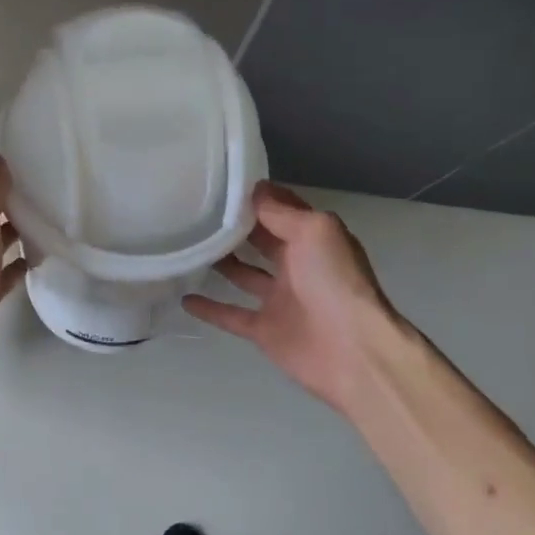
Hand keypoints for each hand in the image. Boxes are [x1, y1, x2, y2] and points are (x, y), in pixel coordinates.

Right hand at [184, 183, 405, 413]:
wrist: (352, 350)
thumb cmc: (335, 281)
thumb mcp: (314, 230)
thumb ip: (281, 211)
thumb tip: (253, 191)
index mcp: (312, 238)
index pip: (280, 210)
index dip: (254, 197)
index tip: (219, 184)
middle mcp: (296, 265)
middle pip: (259, 240)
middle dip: (234, 227)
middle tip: (195, 212)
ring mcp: (279, 299)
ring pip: (243, 275)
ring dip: (220, 262)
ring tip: (187, 246)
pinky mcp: (264, 330)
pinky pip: (231, 315)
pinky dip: (209, 308)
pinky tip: (183, 297)